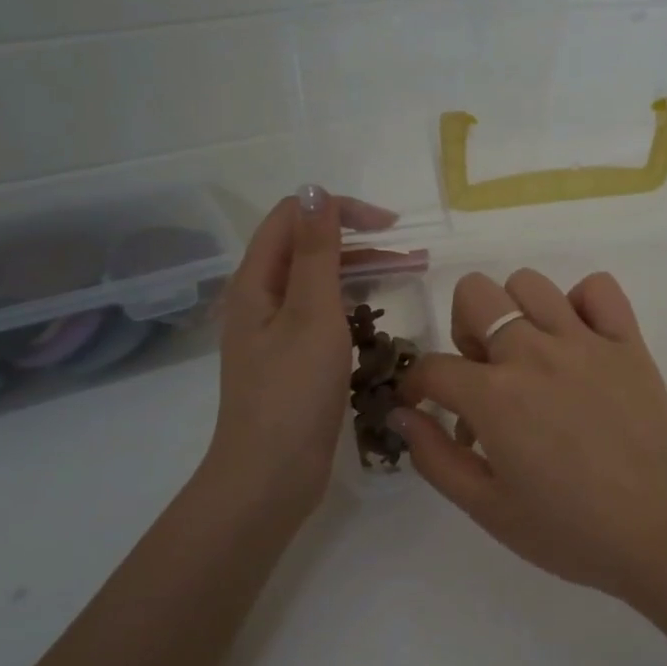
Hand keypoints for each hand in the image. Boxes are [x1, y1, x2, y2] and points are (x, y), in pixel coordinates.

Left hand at [200, 186, 395, 522]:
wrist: (270, 476)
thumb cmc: (292, 392)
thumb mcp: (311, 314)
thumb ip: (316, 252)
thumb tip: (313, 189)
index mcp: (255, 281)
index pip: (293, 217)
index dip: (340, 211)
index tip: (391, 226)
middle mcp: (260, 300)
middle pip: (308, 249)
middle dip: (358, 242)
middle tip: (411, 254)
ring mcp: (275, 332)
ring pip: (319, 283)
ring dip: (361, 272)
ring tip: (409, 275)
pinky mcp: (292, 360)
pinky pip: (323, 316)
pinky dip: (353, 307)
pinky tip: (380, 318)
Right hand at [393, 268, 666, 598]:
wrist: (662, 533)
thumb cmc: (570, 531)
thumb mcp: (487, 509)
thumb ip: (435, 458)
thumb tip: (402, 413)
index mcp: (494, 396)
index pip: (432, 367)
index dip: (416, 385)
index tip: (423, 403)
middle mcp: (534, 352)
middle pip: (475, 295)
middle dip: (463, 330)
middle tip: (482, 376)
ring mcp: (585, 341)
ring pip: (529, 282)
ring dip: (515, 312)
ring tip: (529, 356)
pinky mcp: (629, 342)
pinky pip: (599, 289)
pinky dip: (581, 303)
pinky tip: (579, 340)